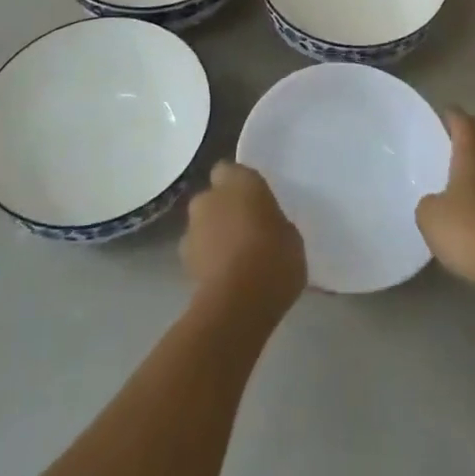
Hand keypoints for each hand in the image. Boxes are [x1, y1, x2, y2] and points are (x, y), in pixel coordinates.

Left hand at [181, 161, 306, 317]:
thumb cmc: (273, 258)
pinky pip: (198, 252)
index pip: (229, 170)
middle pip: (213, 197)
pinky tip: (225, 277)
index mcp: (239, 181)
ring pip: (202, 224)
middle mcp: (210, 197)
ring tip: (235, 258)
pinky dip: (207, 259)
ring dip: (213, 234)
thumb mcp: (291, 237)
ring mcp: (192, 229)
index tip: (254, 201)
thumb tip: (269, 227)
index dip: (239, 185)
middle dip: (224, 209)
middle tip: (246, 228)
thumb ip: (274, 223)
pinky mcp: (182, 262)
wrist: (237, 305)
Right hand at [416, 110, 474, 294]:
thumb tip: (436, 203)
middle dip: (467, 147)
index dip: (451, 116)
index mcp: (473, 152)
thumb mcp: (430, 217)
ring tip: (462, 189)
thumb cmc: (469, 230)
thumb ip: (429, 202)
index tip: (443, 114)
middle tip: (448, 154)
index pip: (462, 121)